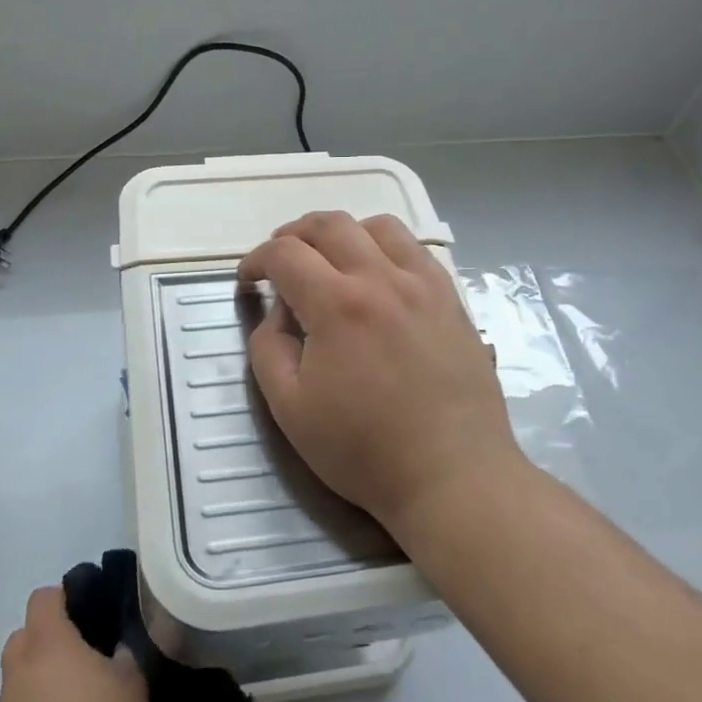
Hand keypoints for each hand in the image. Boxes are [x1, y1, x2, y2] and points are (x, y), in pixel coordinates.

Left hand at [0, 588, 147, 701]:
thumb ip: (125, 657)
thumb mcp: (132, 686)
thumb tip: (118, 650)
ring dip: (39, 679)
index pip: (43, 598)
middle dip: (47, 639)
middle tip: (80, 657)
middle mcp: (19, 666)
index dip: (63, 598)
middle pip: (24, 635)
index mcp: (49, 642)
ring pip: (19, 676)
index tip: (87, 612)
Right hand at [238, 212, 522, 533]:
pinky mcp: (451, 298)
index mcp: (337, 305)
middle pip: (330, 225)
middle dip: (294, 234)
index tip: (249, 281)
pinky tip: (378, 276)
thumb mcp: (289, 408)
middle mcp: (382, 278)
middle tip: (281, 262)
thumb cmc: (364, 450)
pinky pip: (415, 248)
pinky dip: (385, 247)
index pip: (285, 254)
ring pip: (378, 226)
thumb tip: (277, 311)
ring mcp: (424, 284)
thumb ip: (268, 347)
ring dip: (343, 233)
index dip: (256, 260)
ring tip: (330, 261)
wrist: (452, 476)